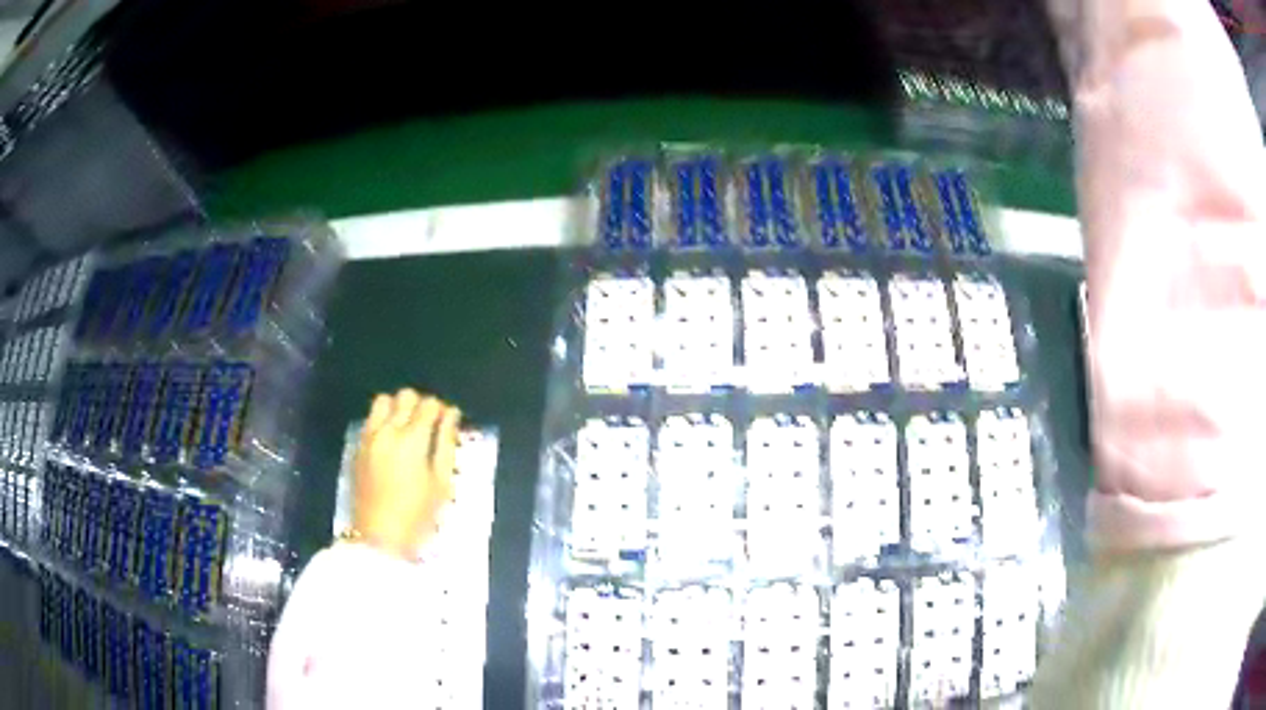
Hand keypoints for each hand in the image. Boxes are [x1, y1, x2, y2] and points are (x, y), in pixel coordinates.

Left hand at [350, 390, 460, 559]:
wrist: (379, 538)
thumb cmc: (418, 515)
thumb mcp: (441, 482)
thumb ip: (447, 443)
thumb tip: (452, 415)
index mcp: (412, 439)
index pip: (429, 405)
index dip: (442, 410)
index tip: (448, 422)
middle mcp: (387, 430)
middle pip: (405, 396)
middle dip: (420, 404)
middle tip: (429, 425)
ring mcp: (369, 437)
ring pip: (383, 401)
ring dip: (398, 407)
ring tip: (407, 428)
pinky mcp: (358, 447)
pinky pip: (370, 419)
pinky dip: (383, 419)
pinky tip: (392, 441)